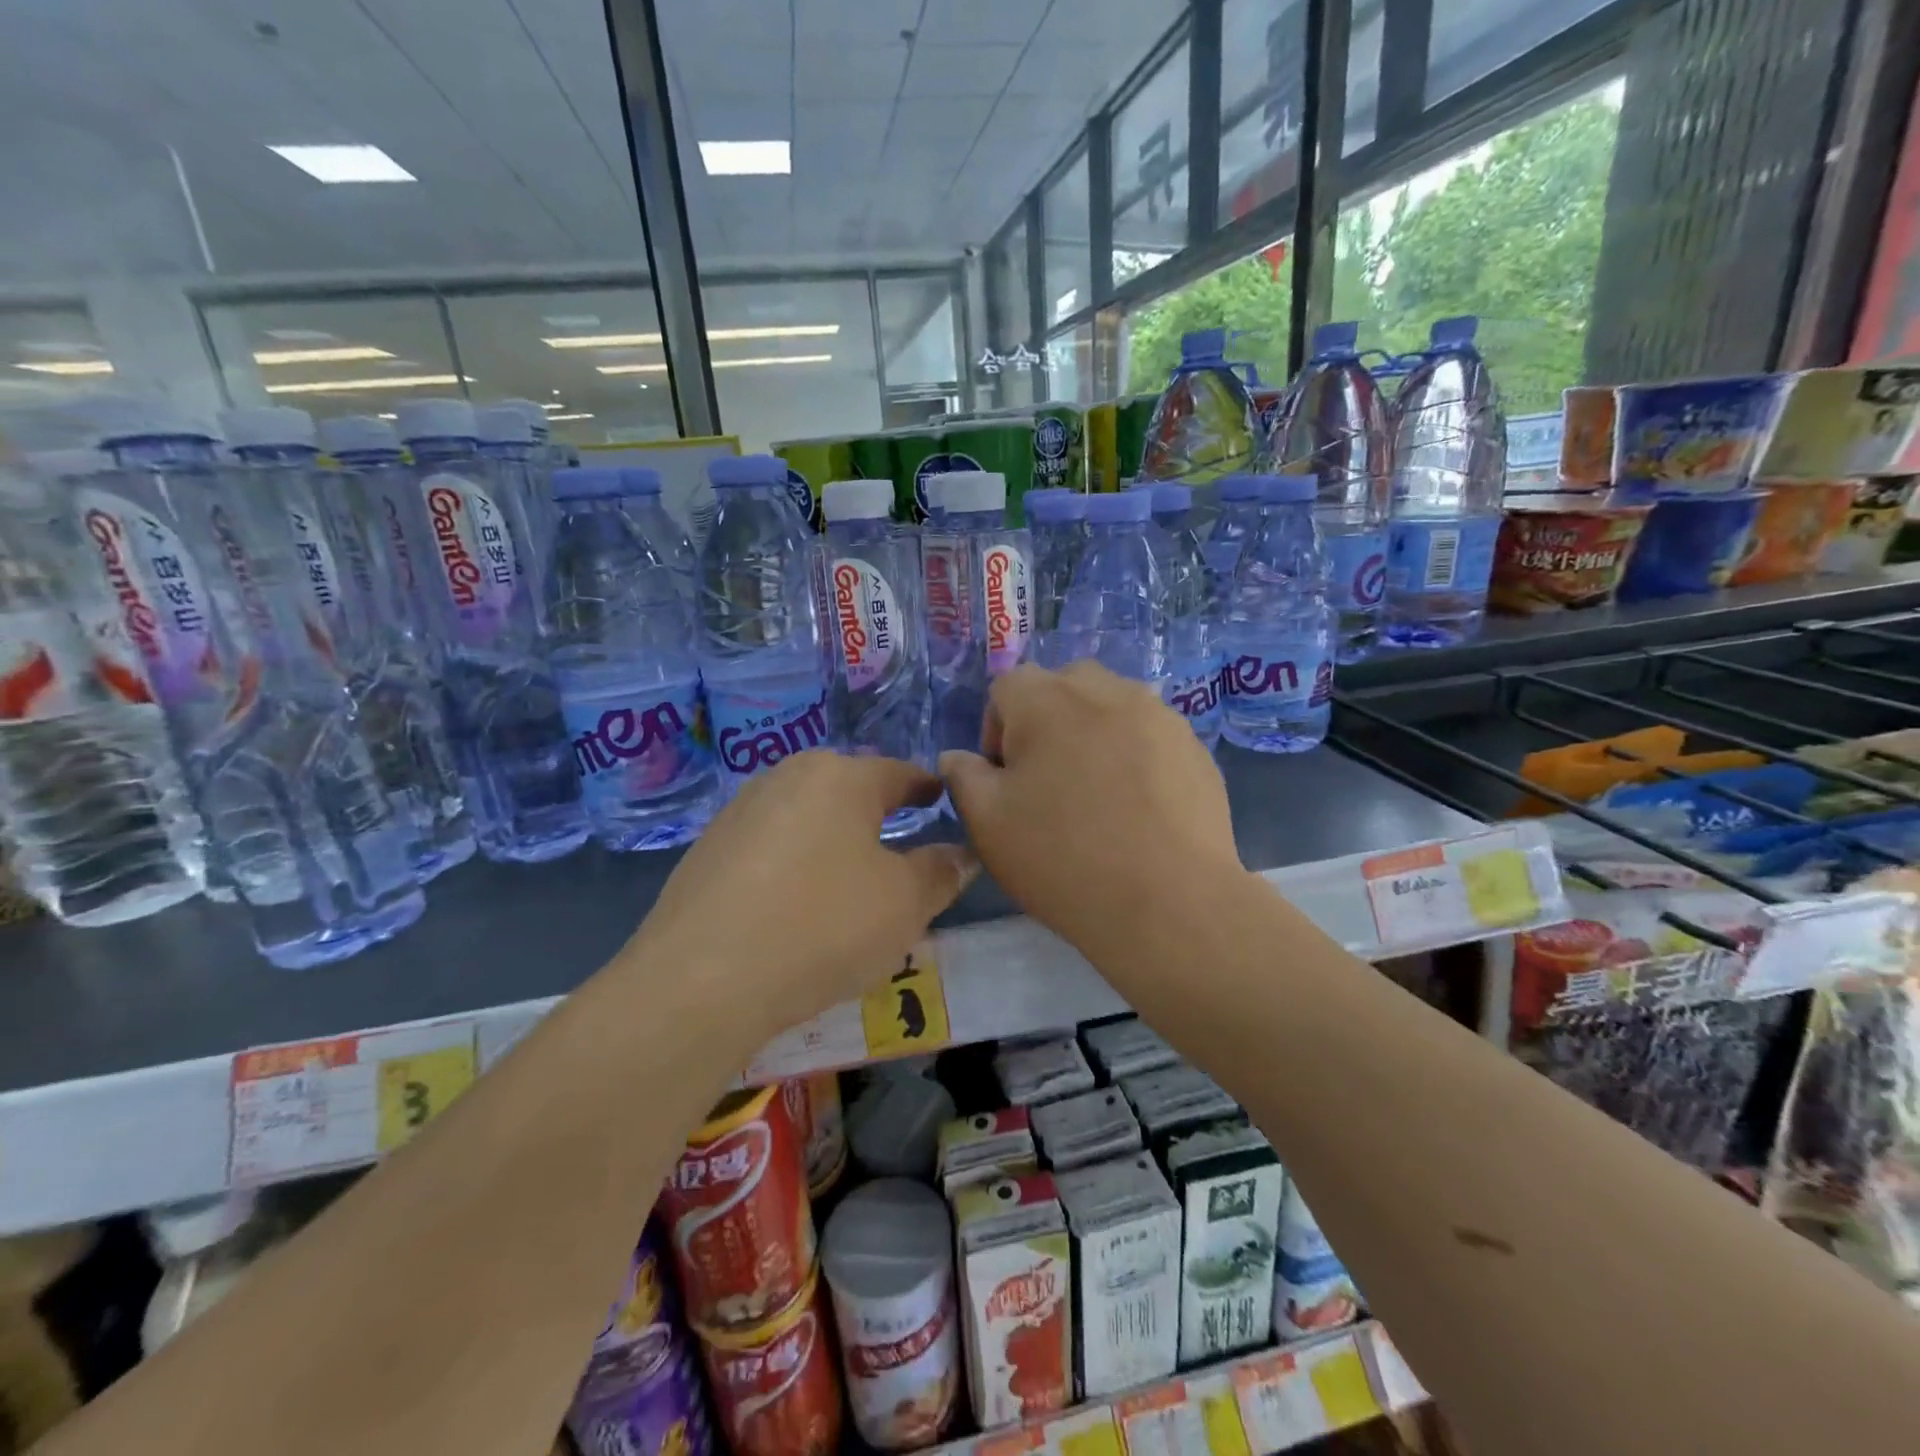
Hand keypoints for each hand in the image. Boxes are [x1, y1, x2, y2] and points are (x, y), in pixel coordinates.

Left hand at [631, 752, 976, 1040]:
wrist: (700, 981)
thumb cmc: (822, 927)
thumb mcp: (904, 904)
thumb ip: (940, 872)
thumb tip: (962, 853)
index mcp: (841, 777)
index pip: (899, 773)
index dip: (927, 788)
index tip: (942, 797)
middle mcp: (787, 777)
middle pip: (848, 791)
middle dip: (877, 814)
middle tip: (900, 846)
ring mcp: (740, 811)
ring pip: (806, 817)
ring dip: (833, 840)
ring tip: (848, 879)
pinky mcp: (707, 849)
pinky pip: (770, 846)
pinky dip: (794, 864)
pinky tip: (794, 903)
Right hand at [941, 662, 1243, 965]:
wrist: (1168, 902)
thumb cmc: (1062, 858)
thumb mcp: (987, 823)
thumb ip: (964, 777)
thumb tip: (958, 757)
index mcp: (1046, 700)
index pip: (1006, 686)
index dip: (995, 729)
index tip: (1004, 778)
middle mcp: (1105, 690)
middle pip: (1063, 685)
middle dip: (1047, 721)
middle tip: (1048, 780)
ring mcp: (1158, 714)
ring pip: (1111, 705)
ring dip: (1093, 733)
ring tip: (1097, 792)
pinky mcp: (1194, 746)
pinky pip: (1149, 734)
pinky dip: (1134, 754)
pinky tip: (1138, 806)